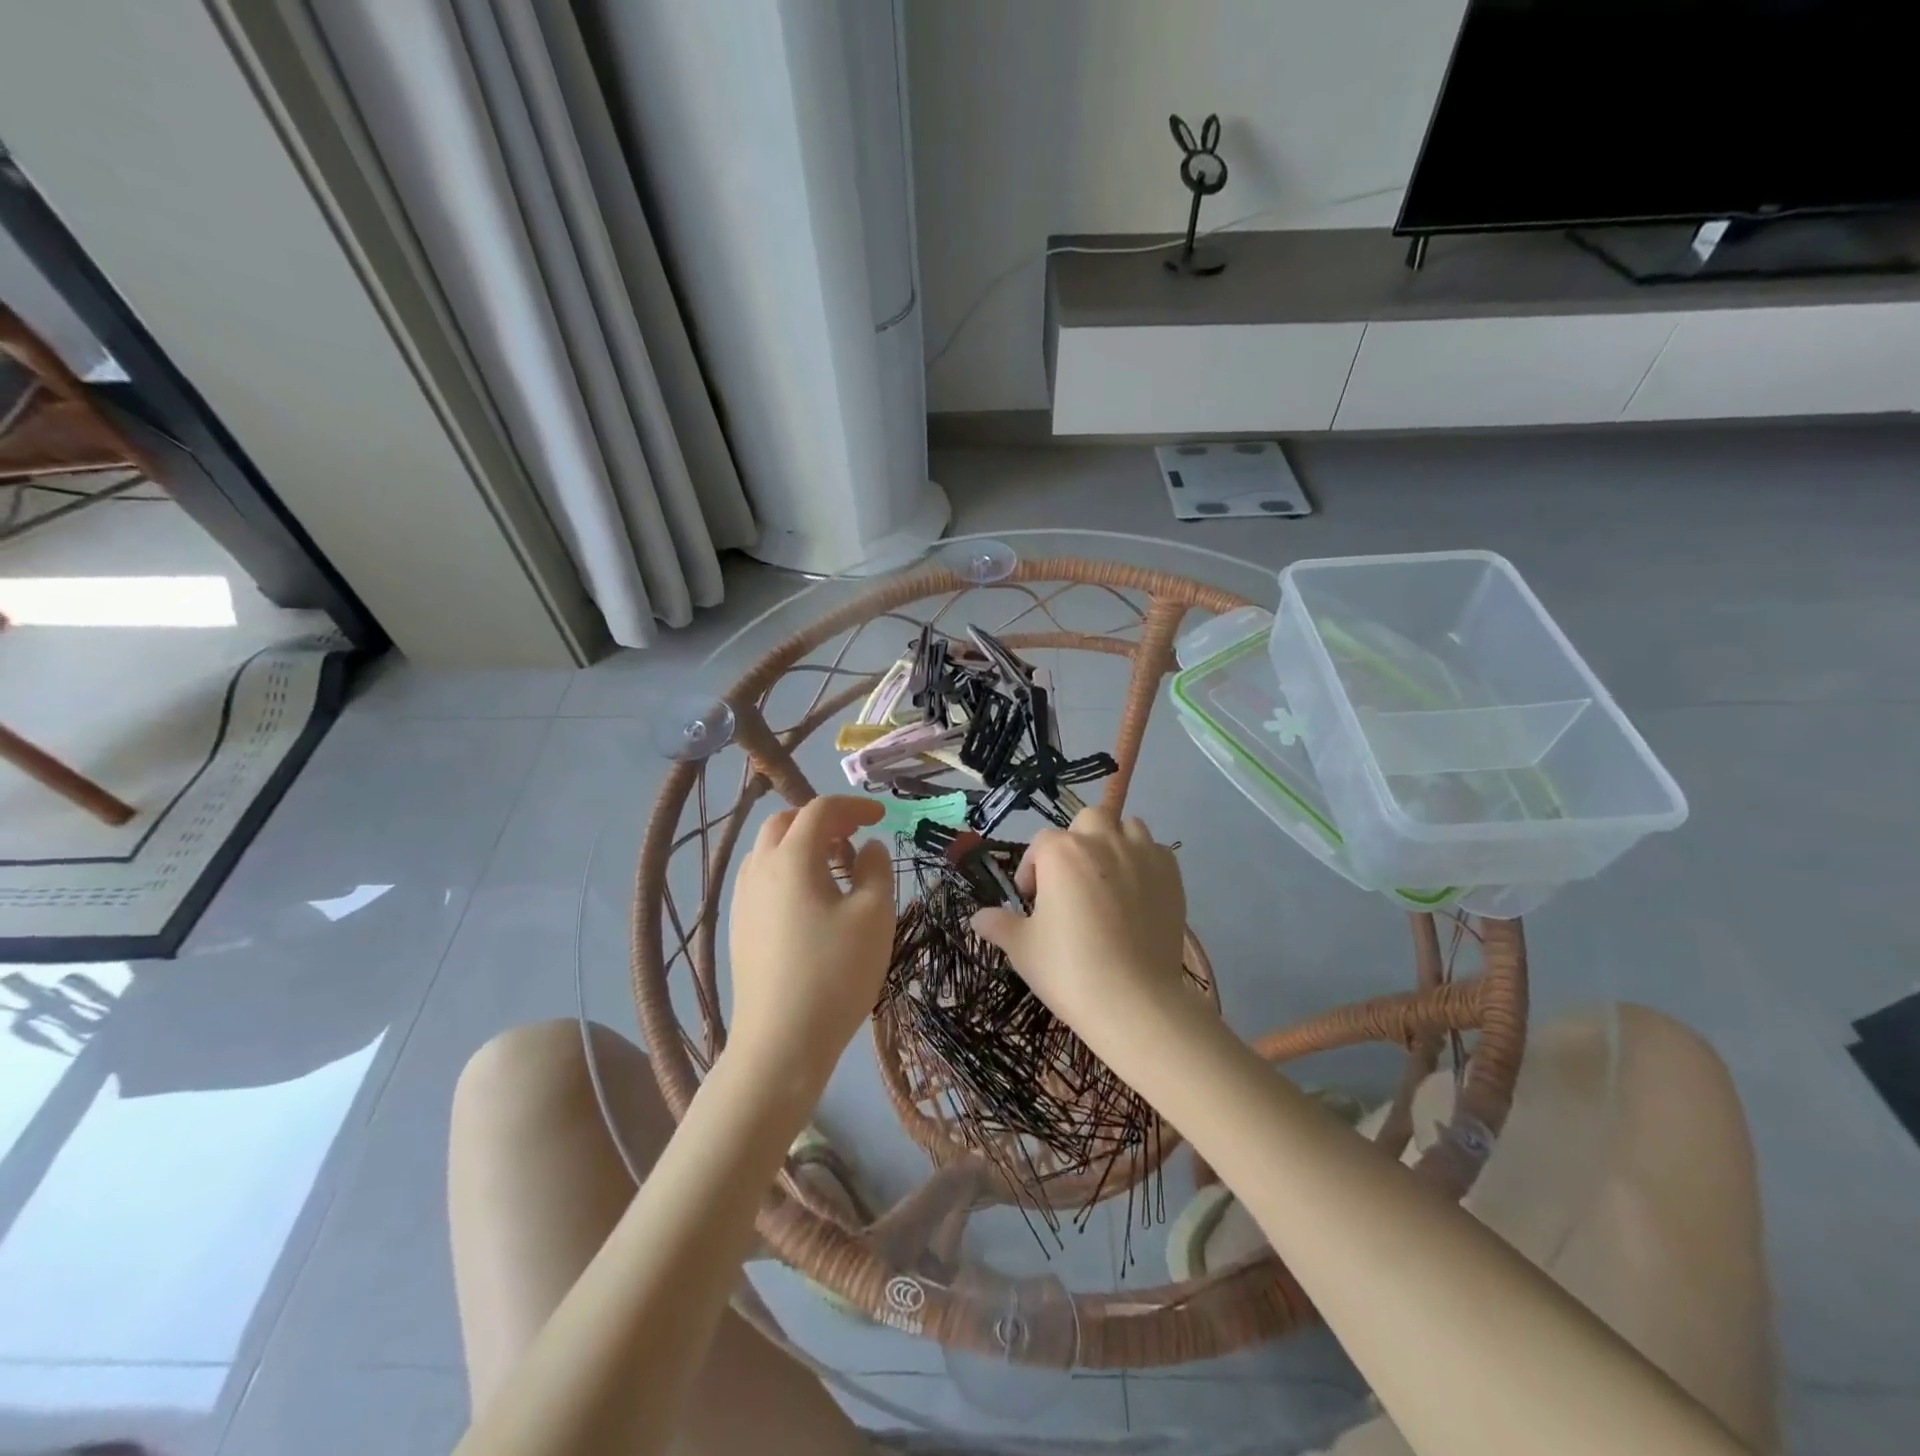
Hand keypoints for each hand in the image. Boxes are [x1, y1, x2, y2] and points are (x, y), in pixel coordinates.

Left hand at [726, 796, 895, 1094]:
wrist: (781, 1042)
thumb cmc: (835, 972)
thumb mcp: (874, 915)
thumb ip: (876, 869)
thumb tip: (868, 848)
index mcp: (791, 858)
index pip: (821, 810)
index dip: (854, 806)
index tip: (882, 817)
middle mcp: (759, 869)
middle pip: (786, 822)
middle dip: (823, 821)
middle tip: (855, 838)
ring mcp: (743, 899)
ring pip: (770, 850)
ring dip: (803, 845)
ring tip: (837, 870)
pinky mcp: (740, 926)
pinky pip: (763, 878)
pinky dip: (789, 870)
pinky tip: (812, 902)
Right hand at [970, 805, 1188, 1047]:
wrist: (1134, 1002)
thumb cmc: (1069, 970)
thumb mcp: (1022, 949)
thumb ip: (999, 925)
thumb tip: (977, 918)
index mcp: (1061, 852)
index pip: (1040, 845)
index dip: (1033, 871)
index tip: (1033, 902)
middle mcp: (1102, 840)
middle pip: (1087, 820)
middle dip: (1077, 842)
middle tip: (1073, 882)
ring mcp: (1141, 854)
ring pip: (1126, 827)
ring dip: (1114, 843)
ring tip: (1108, 881)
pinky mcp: (1171, 874)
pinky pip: (1155, 852)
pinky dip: (1145, 863)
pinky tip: (1139, 895)